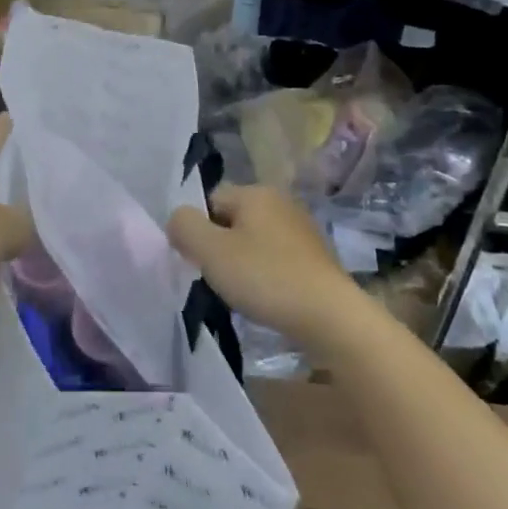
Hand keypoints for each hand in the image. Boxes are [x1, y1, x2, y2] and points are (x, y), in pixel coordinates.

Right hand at [167, 184, 366, 349]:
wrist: (330, 316)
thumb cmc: (265, 277)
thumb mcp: (211, 251)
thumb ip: (184, 227)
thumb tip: (178, 220)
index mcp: (256, 192)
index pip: (210, 200)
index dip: (198, 230)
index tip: (199, 262)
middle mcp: (281, 201)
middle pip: (233, 219)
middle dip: (220, 247)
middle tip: (218, 278)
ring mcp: (302, 229)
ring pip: (255, 240)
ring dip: (243, 262)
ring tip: (243, 292)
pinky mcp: (315, 256)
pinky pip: (277, 258)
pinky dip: (267, 274)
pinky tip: (268, 298)